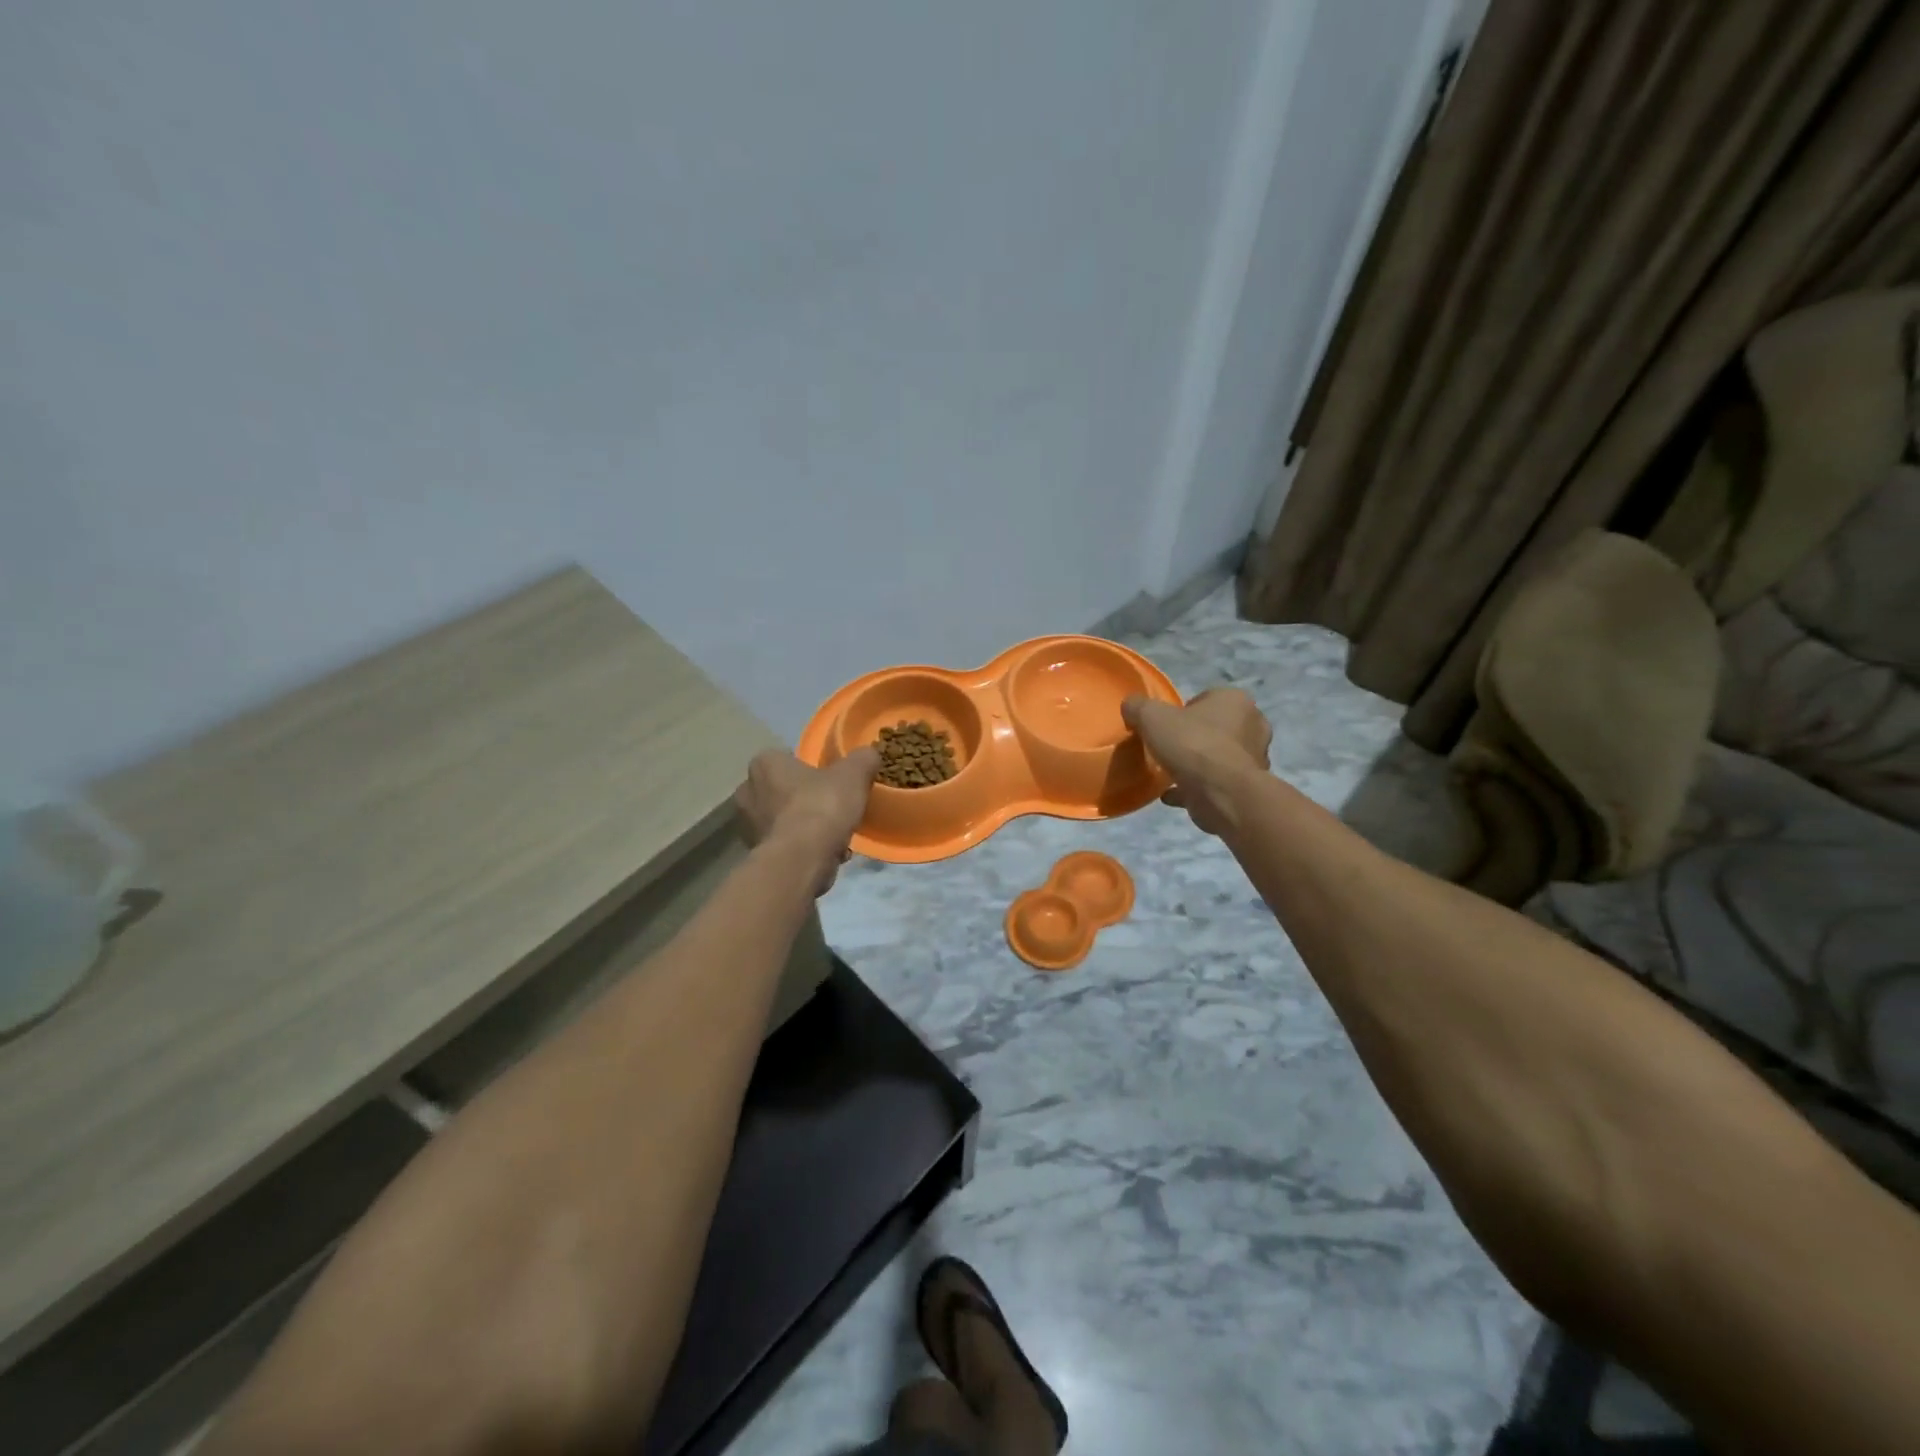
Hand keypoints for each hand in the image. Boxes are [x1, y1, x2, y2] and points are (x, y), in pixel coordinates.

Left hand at [733, 748, 881, 894]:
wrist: (801, 861)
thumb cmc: (821, 807)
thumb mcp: (853, 774)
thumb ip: (862, 759)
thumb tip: (869, 754)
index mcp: (764, 764)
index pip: (785, 757)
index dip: (809, 768)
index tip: (830, 779)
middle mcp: (747, 791)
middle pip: (781, 789)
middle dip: (803, 798)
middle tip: (832, 806)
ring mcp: (747, 826)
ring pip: (782, 819)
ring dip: (804, 826)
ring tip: (835, 835)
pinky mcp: (756, 855)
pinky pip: (784, 845)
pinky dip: (803, 848)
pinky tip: (828, 854)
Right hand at [1121, 688, 1271, 836]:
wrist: (1221, 793)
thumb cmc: (1191, 744)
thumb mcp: (1151, 717)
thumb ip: (1138, 707)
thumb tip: (1130, 706)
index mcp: (1235, 700)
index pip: (1207, 698)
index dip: (1184, 711)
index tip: (1166, 726)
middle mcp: (1253, 725)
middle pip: (1215, 727)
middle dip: (1194, 737)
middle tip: (1169, 748)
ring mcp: (1253, 758)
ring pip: (1218, 757)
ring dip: (1197, 764)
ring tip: (1169, 773)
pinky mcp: (1246, 787)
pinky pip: (1216, 783)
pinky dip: (1195, 787)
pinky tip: (1171, 794)